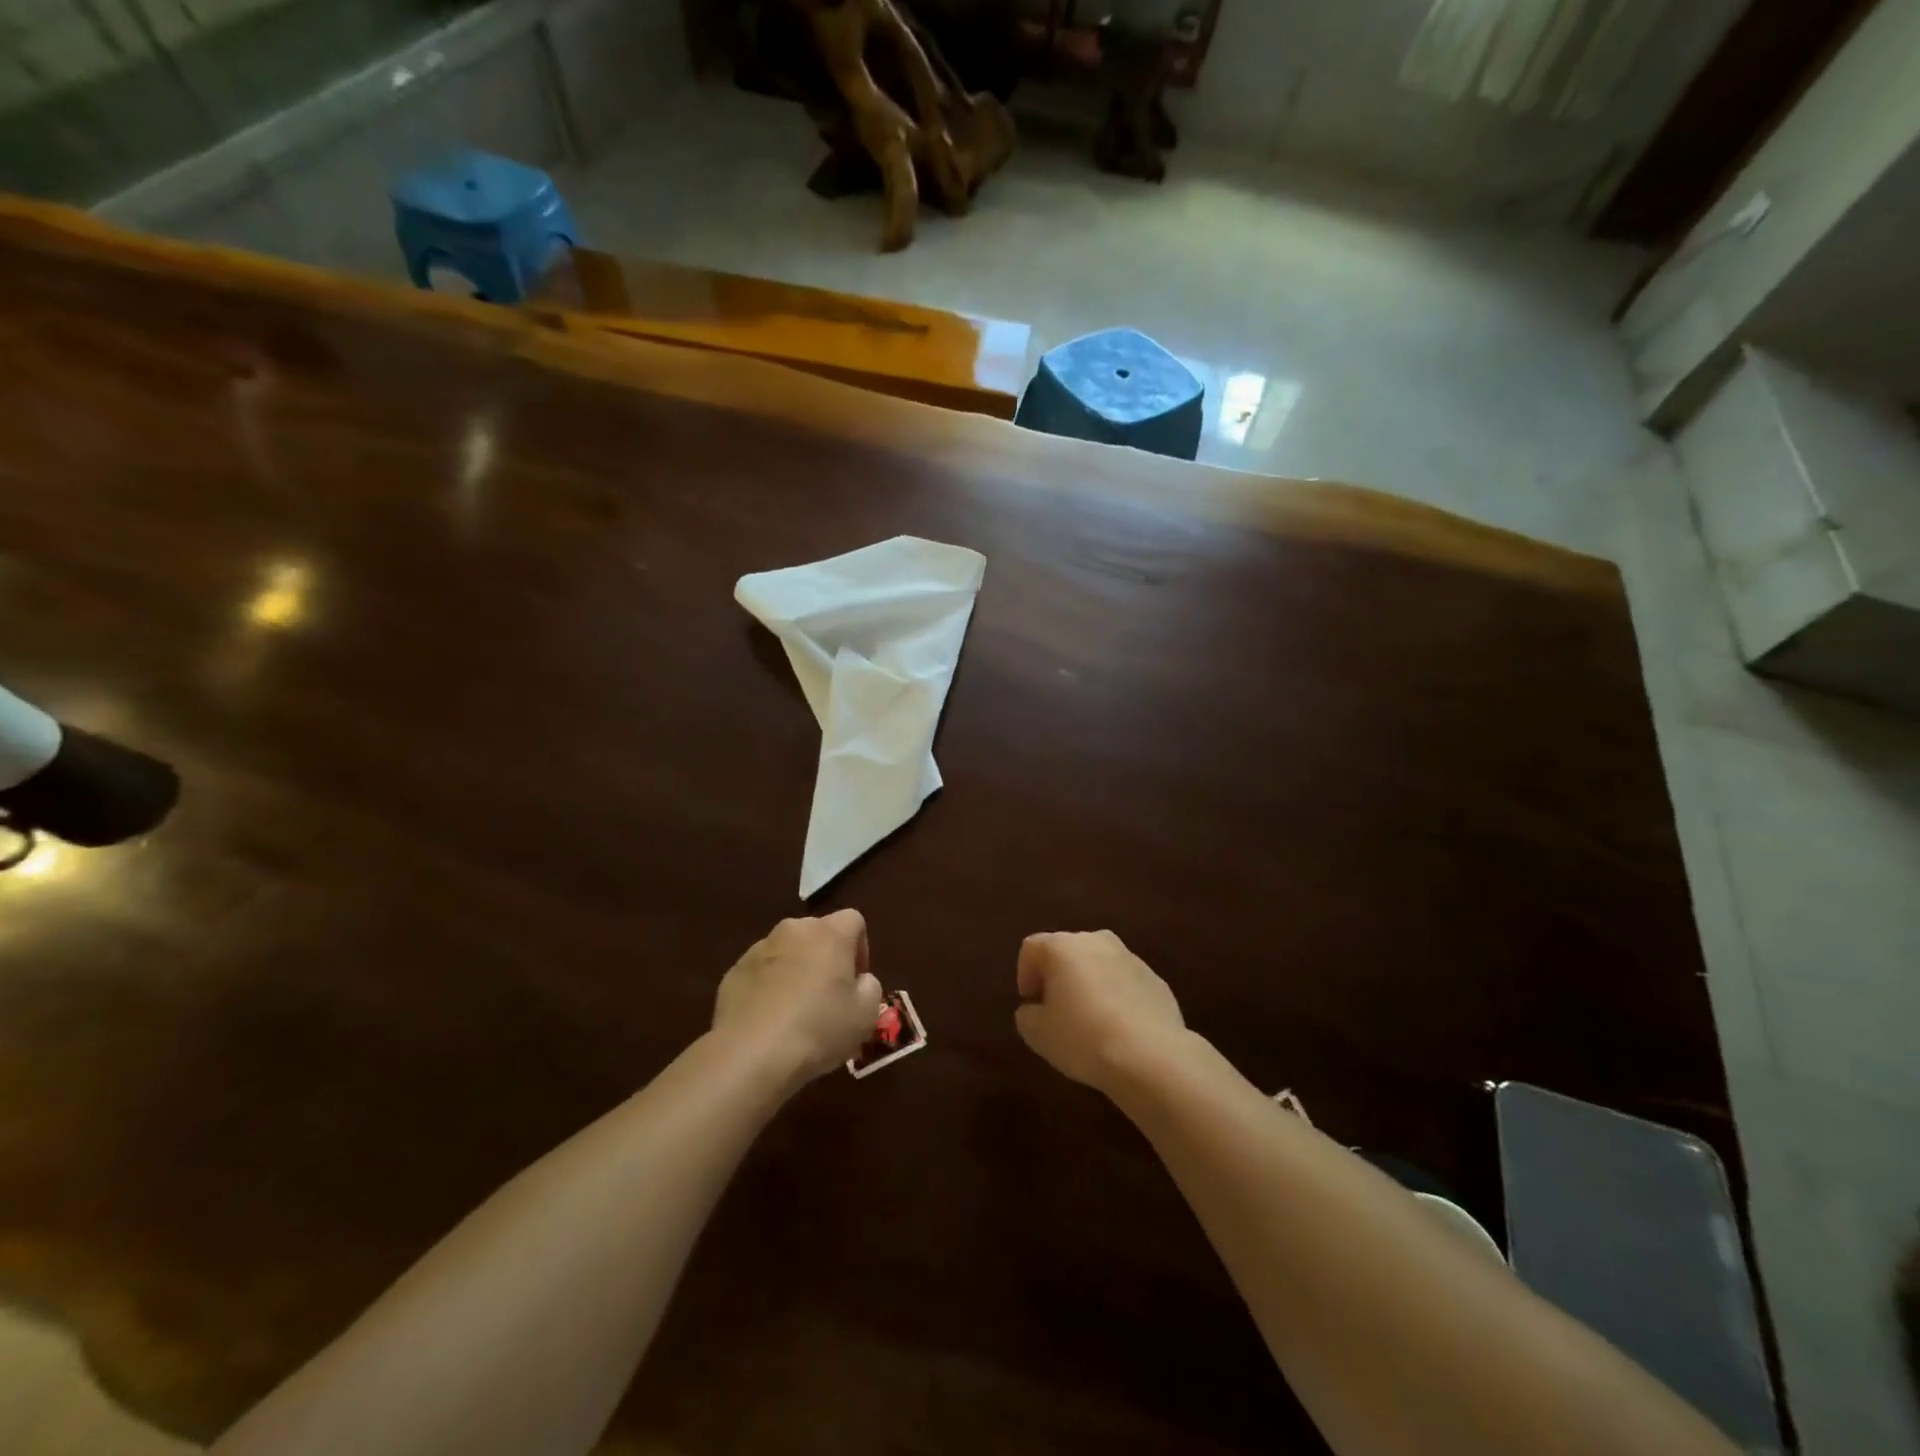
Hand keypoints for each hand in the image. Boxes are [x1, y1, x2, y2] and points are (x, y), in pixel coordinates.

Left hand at [714, 910, 883, 1088]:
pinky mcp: (733, 972)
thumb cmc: (819, 1028)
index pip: (854, 921)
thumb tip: (859, 981)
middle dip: (825, 958)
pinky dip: (768, 988)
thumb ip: (870, 987)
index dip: (860, 948)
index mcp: (830, 933)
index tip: (856, 981)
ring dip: (795, 971)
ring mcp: (759, 949)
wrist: (751, 1055)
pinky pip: (760, 973)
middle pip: (817, 933)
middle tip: (829, 996)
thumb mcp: (866, 1014)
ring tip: (796, 1012)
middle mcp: (794, 930)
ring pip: (787, 952)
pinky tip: (769, 1022)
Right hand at [1014, 930, 1186, 1092]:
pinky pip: (1124, 982)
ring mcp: (1130, 957)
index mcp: (1063, 947)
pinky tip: (1118, 1028)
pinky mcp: (1155, 978)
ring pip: (1098, 964)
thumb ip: (1027, 1015)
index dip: (1024, 974)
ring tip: (1089, 1020)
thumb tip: (1034, 1009)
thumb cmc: (1083, 1038)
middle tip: (1056, 1010)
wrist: (1151, 1056)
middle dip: (1058, 976)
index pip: (1032, 948)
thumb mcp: (1038, 1034)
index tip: (1030, 1003)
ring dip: (1088, 984)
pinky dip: (1115, 996)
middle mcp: (1096, 940)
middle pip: (1067, 951)